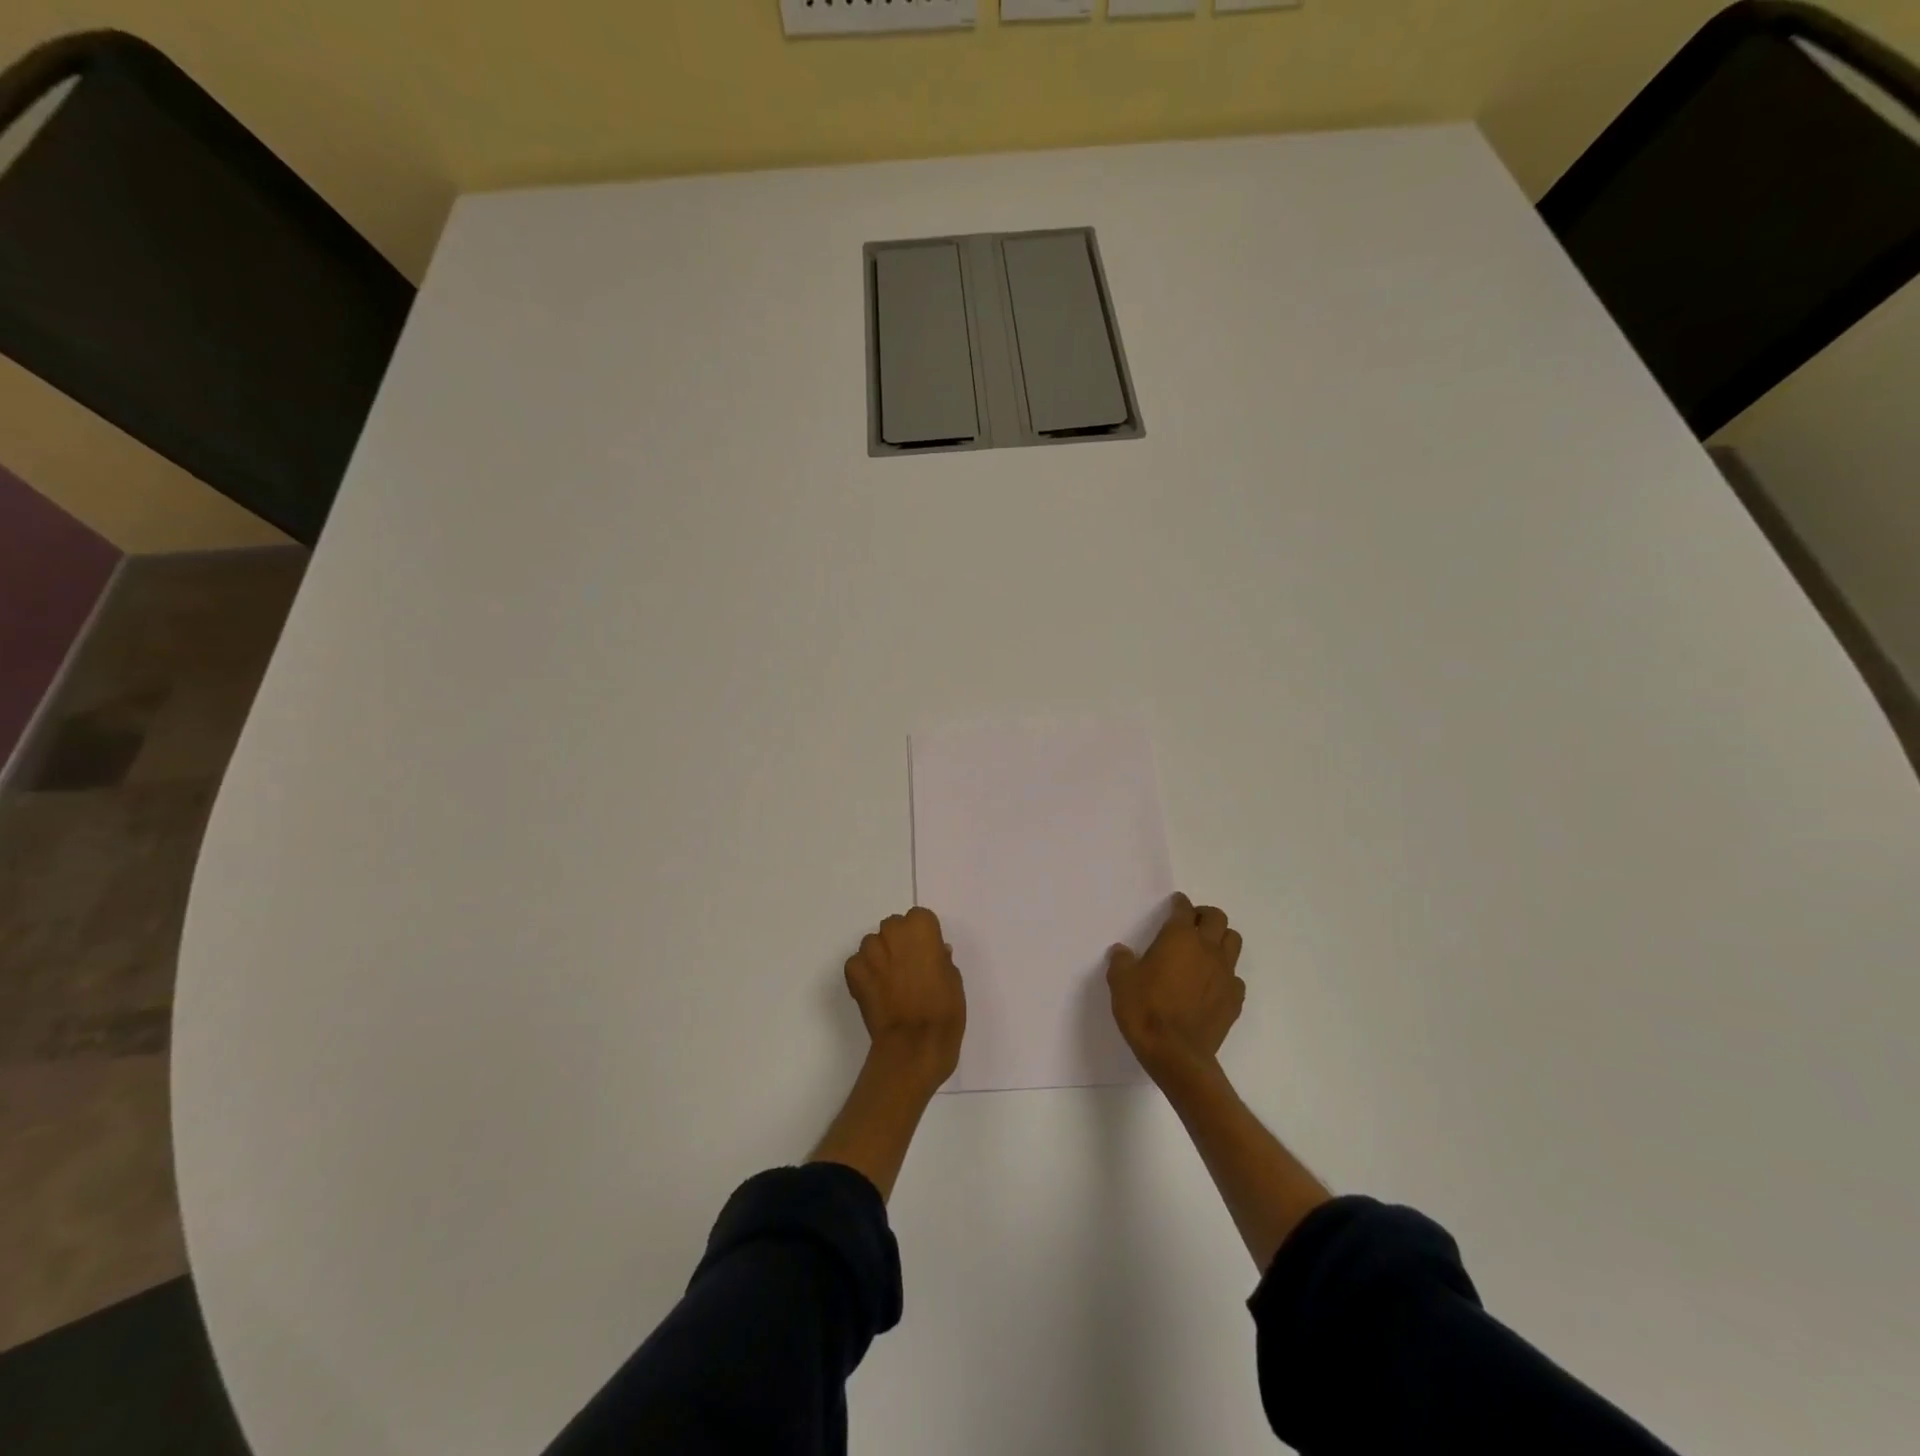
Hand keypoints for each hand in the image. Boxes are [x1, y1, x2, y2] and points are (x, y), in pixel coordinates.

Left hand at [845, 907, 966, 1091]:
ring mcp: (870, 952)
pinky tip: (875, 993)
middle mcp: (893, 932)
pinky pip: (857, 964)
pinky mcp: (853, 973)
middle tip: (907, 969)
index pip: (919, 918)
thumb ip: (941, 960)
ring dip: (880, 957)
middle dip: (898, 943)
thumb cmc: (944, 1010)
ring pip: (872, 944)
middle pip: (893, 927)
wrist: (914, 1045)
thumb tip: (935, 954)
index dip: (922, 936)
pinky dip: (864, 975)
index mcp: (921, 928)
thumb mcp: (954, 980)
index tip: (926, 954)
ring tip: (890, 984)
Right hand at [1107, 893, 1245, 1081]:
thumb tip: (1122, 952)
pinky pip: (1235, 976)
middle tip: (1191, 924)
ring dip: (1220, 939)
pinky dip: (1225, 974)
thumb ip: (1122, 961)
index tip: (1175, 904)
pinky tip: (1212, 985)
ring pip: (1233, 942)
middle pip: (1218, 918)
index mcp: (1179, 937)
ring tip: (1205, 950)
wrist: (1175, 1054)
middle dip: (1205, 915)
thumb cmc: (1145, 1010)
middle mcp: (1207, 949)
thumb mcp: (1121, 982)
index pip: (1184, 908)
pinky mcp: (1234, 999)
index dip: (1179, 903)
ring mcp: (1225, 974)